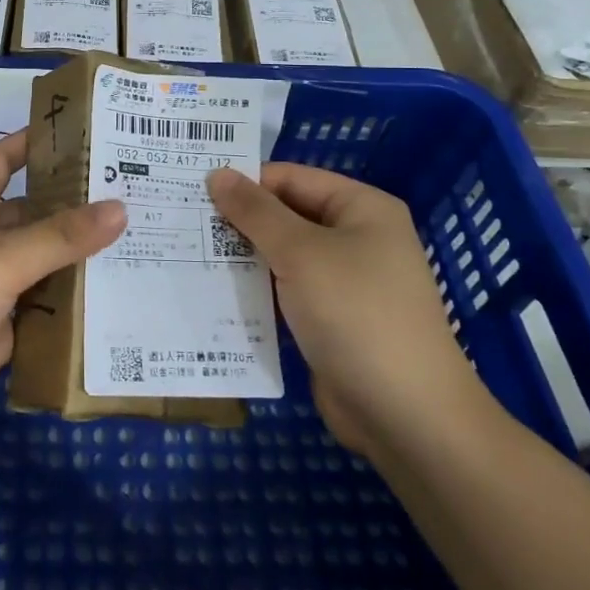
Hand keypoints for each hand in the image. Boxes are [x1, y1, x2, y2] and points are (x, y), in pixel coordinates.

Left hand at [0, 130, 125, 440]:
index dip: (32, 143)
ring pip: (43, 268)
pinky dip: (72, 313)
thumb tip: (120, 207)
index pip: (3, 162)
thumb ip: (59, 238)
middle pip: (35, 217)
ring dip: (81, 263)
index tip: (81, 134)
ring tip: (142, 249)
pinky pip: (43, 316)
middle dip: (77, 209)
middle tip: (138, 199)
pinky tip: (117, 308)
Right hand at [207, 164, 487, 459]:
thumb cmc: (356, 314)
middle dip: (238, 221)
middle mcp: (355, 237)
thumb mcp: (300, 252)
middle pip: (285, 215)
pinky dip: (255, 291)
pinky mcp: (330, 320)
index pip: (291, 178)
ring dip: (242, 258)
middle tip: (182, 222)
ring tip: (187, 254)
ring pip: (282, 256)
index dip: (244, 182)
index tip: (192, 192)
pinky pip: (285, 292)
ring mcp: (344, 282)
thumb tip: (217, 173)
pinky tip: (213, 293)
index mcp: (361, 208)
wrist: (407, 415)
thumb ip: (255, 211)